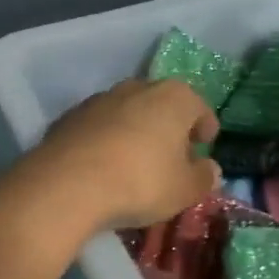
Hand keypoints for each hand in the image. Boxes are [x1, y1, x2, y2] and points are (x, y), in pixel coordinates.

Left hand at [32, 79, 221, 228]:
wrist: (68, 182)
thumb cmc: (141, 181)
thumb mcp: (184, 190)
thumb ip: (203, 177)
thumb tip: (210, 168)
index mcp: (173, 97)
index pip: (199, 107)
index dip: (205, 127)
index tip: (204, 145)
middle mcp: (136, 87)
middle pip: (162, 105)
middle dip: (169, 127)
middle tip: (172, 157)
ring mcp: (100, 99)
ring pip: (128, 113)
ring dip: (136, 131)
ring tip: (136, 163)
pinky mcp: (71, 116)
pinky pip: (100, 126)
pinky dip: (107, 140)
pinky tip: (105, 166)